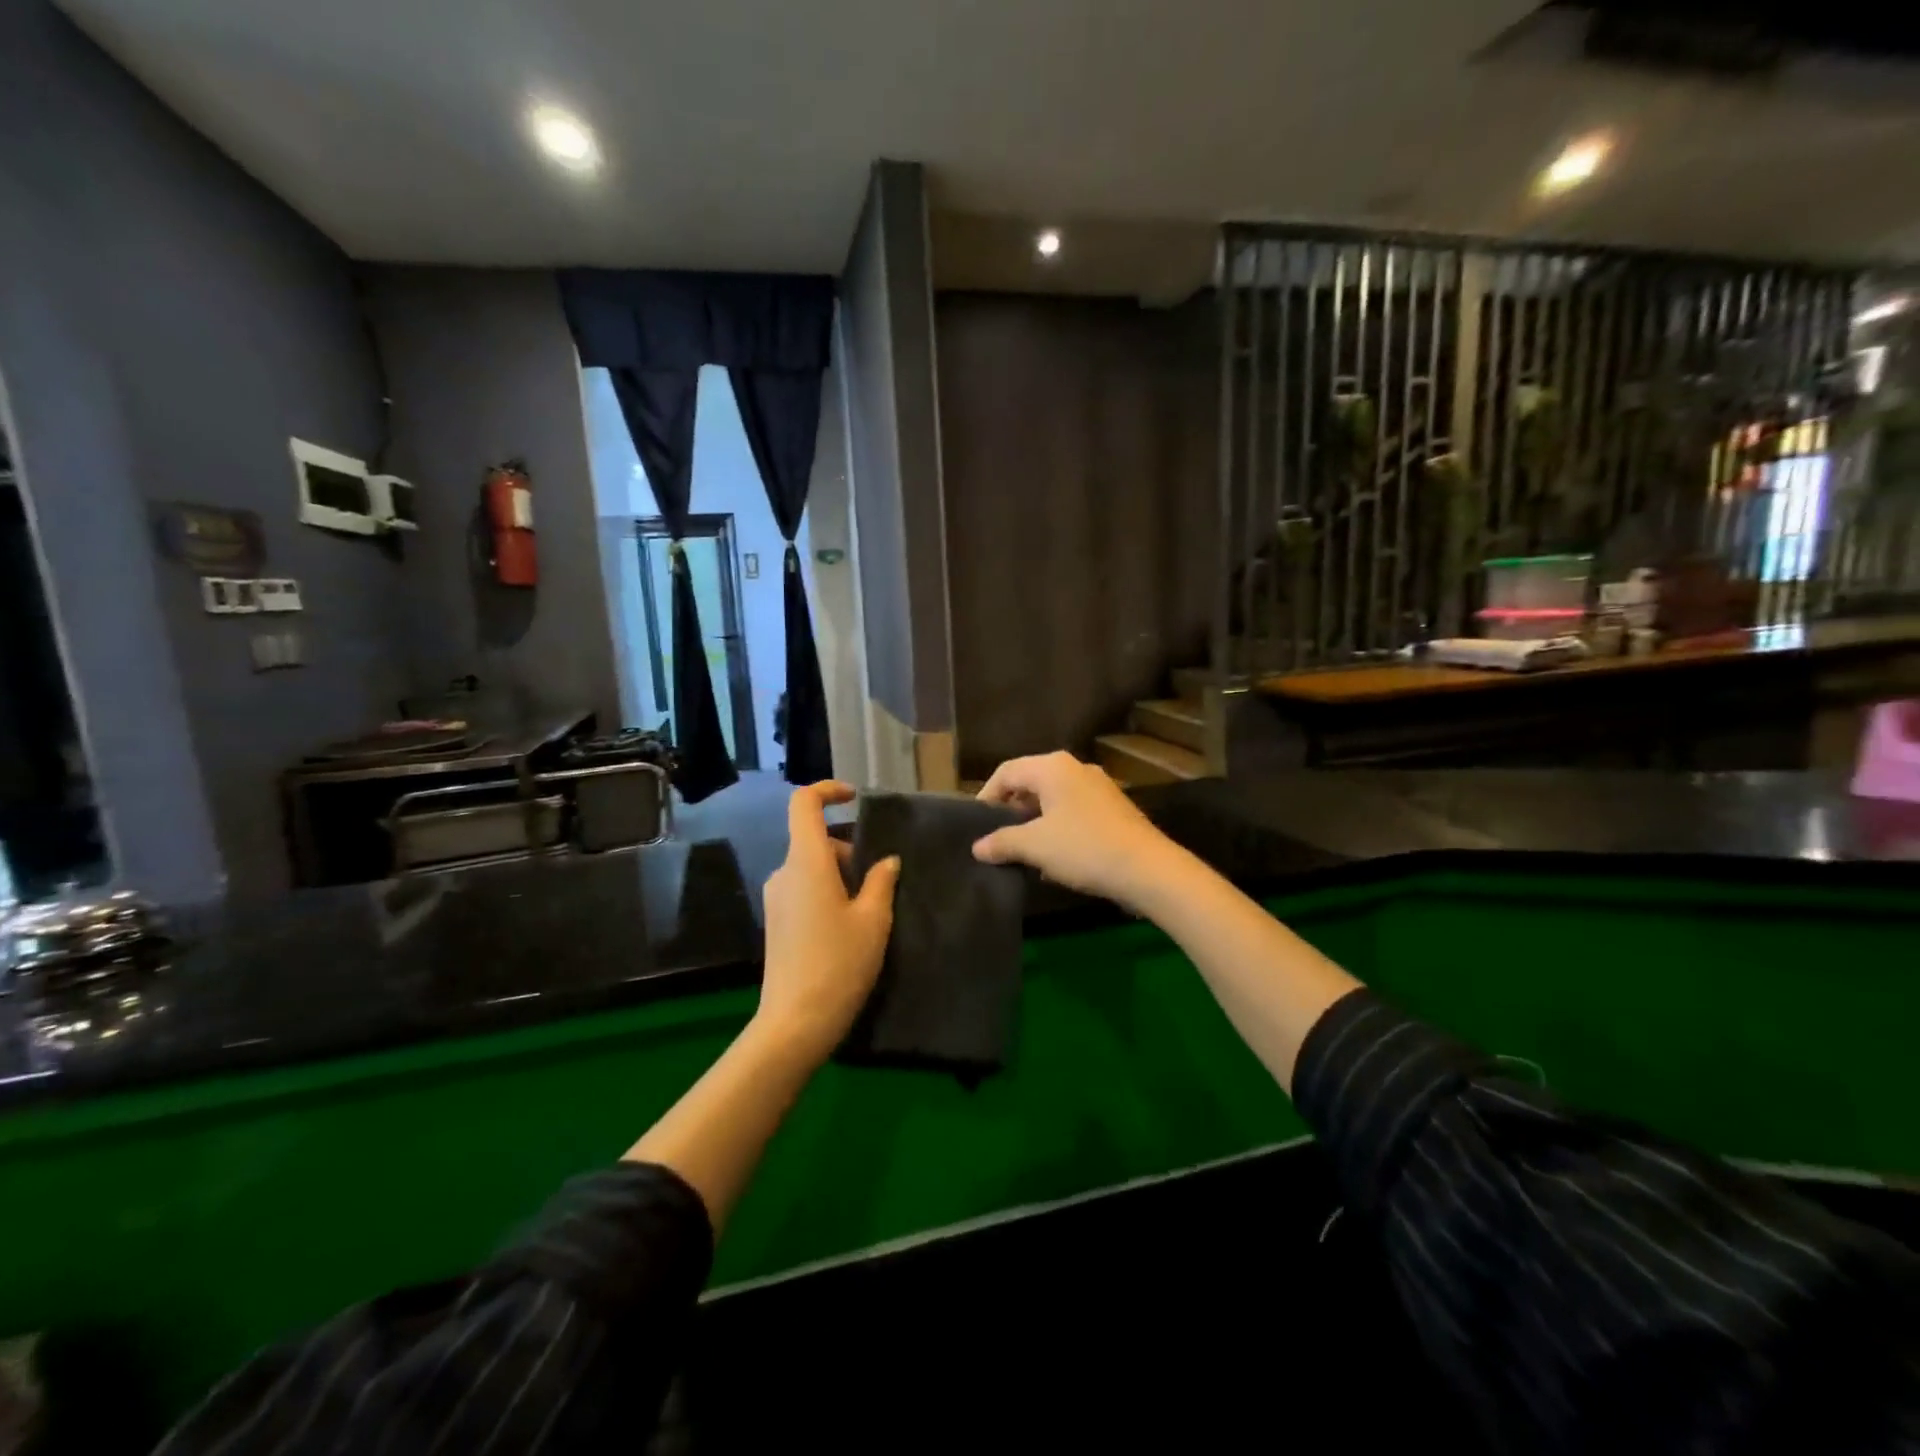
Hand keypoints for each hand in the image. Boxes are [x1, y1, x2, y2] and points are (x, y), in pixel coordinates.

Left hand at [757, 781, 899, 1061]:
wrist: (795, 1023)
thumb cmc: (839, 963)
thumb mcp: (873, 920)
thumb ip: (880, 882)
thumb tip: (886, 861)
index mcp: (805, 862)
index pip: (803, 803)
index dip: (827, 790)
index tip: (854, 799)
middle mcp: (784, 873)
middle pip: (815, 840)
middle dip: (850, 850)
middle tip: (880, 883)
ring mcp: (776, 899)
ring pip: (811, 868)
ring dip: (841, 875)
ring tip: (870, 911)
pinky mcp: (775, 922)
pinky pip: (803, 890)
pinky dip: (827, 893)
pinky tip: (849, 928)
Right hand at [971, 752, 1174, 910]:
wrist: (1147, 869)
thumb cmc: (1084, 848)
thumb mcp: (1035, 846)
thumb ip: (1002, 842)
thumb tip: (977, 847)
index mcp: (1053, 767)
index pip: (1007, 771)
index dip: (986, 795)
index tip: (976, 823)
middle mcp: (1076, 768)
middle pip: (1031, 782)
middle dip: (1011, 808)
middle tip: (996, 836)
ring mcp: (1098, 787)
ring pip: (1053, 798)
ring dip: (1034, 821)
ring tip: (1022, 849)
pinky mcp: (1114, 808)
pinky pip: (1073, 811)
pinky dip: (1057, 827)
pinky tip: (1054, 856)